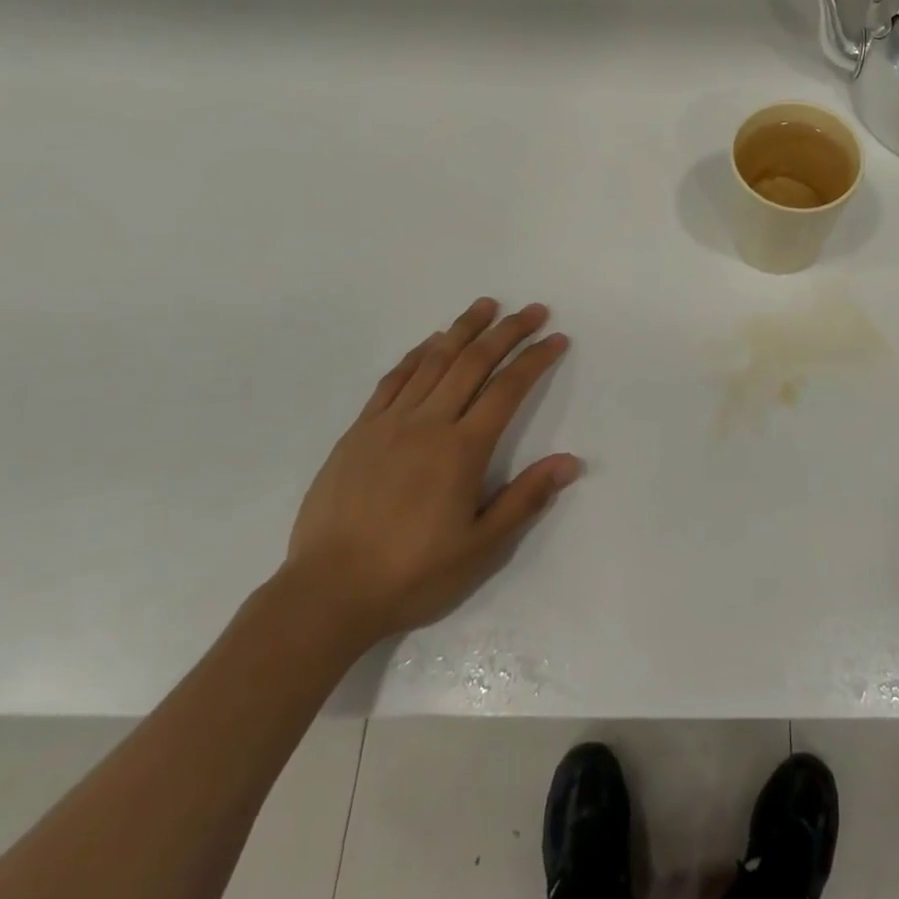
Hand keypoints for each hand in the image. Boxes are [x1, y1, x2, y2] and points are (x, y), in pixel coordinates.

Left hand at [283, 297, 578, 648]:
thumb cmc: (413, 574)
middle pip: (473, 362)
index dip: (535, 359)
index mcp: (462, 450)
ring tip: (486, 306)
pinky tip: (430, 343)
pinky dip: (417, 355)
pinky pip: (393, 379)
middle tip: (532, 310)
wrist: (327, 593)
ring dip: (463, 329)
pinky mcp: (359, 431)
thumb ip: (526, 499)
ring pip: (433, 361)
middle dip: (507, 331)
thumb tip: (570, 462)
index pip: (508, 389)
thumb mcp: (481, 548)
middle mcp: (428, 423)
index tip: (557, 338)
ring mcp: (389, 423)